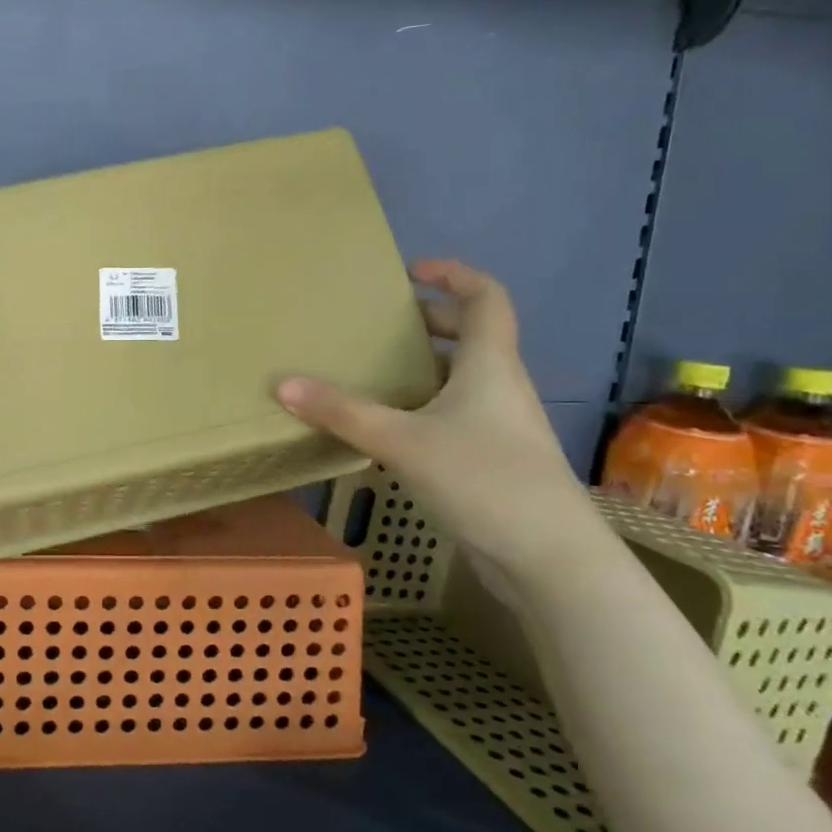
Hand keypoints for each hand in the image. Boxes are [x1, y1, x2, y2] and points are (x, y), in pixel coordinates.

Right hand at [277, 259, 598, 579]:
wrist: (548, 559)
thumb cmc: (482, 479)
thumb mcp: (401, 441)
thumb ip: (341, 413)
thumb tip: (283, 383)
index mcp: (489, 364)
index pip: (485, 297)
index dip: (454, 275)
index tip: (411, 272)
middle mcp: (500, 387)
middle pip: (471, 337)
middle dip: (428, 323)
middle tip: (380, 326)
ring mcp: (500, 427)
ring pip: (461, 380)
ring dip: (423, 368)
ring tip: (374, 373)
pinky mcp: (493, 461)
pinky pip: (455, 416)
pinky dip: (423, 408)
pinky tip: (388, 430)